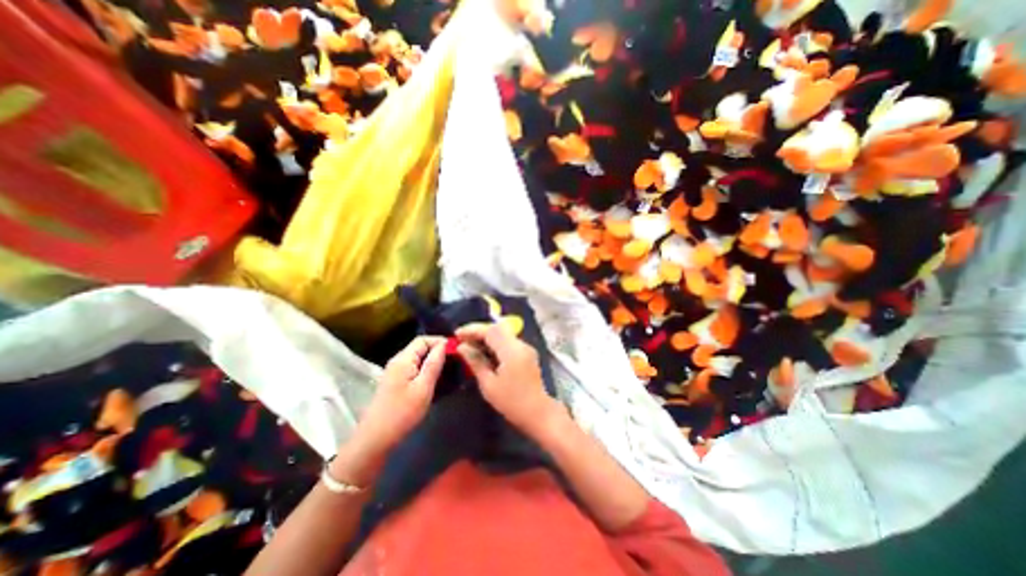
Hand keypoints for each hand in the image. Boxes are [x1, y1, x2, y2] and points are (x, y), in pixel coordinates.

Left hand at [357, 337, 447, 454]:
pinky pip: (414, 369)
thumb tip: (444, 344)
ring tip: (450, 370)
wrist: (376, 439)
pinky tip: (436, 381)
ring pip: (418, 359)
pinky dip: (426, 371)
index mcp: (403, 359)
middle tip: (456, 361)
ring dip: (433, 362)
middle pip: (420, 348)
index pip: (423, 339)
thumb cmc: (402, 412)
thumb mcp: (423, 387)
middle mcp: (397, 361)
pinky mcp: (396, 383)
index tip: (457, 350)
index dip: (440, 341)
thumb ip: (434, 364)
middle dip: (438, 352)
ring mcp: (395, 372)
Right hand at [455, 325, 558, 434]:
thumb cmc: (511, 402)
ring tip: (469, 345)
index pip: (491, 331)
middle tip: (462, 339)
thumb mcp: (489, 384)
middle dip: (478, 331)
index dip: (473, 330)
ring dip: (486, 337)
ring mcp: (525, 348)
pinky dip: (494, 343)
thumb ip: (476, 362)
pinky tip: (484, 352)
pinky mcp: (526, 353)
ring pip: (503, 334)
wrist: (538, 413)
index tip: (457, 334)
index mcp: (512, 351)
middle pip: (497, 329)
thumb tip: (462, 347)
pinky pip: (508, 342)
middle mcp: (521, 345)